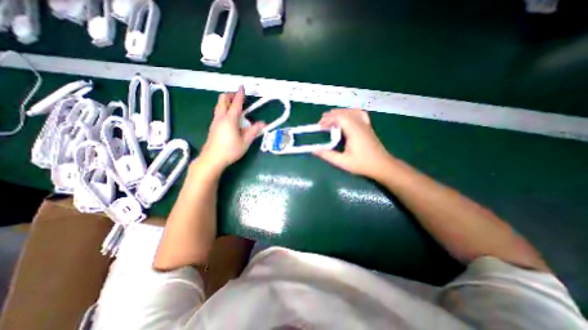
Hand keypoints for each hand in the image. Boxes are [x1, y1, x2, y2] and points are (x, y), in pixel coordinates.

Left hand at [202, 86, 267, 172]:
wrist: (212, 159)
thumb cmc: (230, 150)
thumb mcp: (245, 142)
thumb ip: (254, 131)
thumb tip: (263, 123)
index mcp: (230, 119)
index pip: (235, 103)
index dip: (239, 94)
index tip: (242, 87)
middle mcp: (221, 117)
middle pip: (222, 100)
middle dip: (230, 95)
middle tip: (238, 98)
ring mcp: (215, 122)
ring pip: (218, 106)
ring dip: (226, 102)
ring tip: (235, 108)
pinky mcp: (212, 127)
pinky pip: (218, 113)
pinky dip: (223, 110)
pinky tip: (230, 119)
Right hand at [312, 109, 394, 178]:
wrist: (382, 165)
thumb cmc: (362, 164)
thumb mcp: (342, 162)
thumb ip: (327, 155)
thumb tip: (314, 150)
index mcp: (354, 130)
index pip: (339, 117)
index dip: (328, 119)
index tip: (320, 126)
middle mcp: (360, 124)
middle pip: (344, 112)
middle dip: (331, 116)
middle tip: (322, 124)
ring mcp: (365, 124)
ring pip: (351, 111)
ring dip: (339, 113)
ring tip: (331, 120)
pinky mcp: (368, 127)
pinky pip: (359, 114)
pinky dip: (351, 113)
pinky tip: (347, 117)